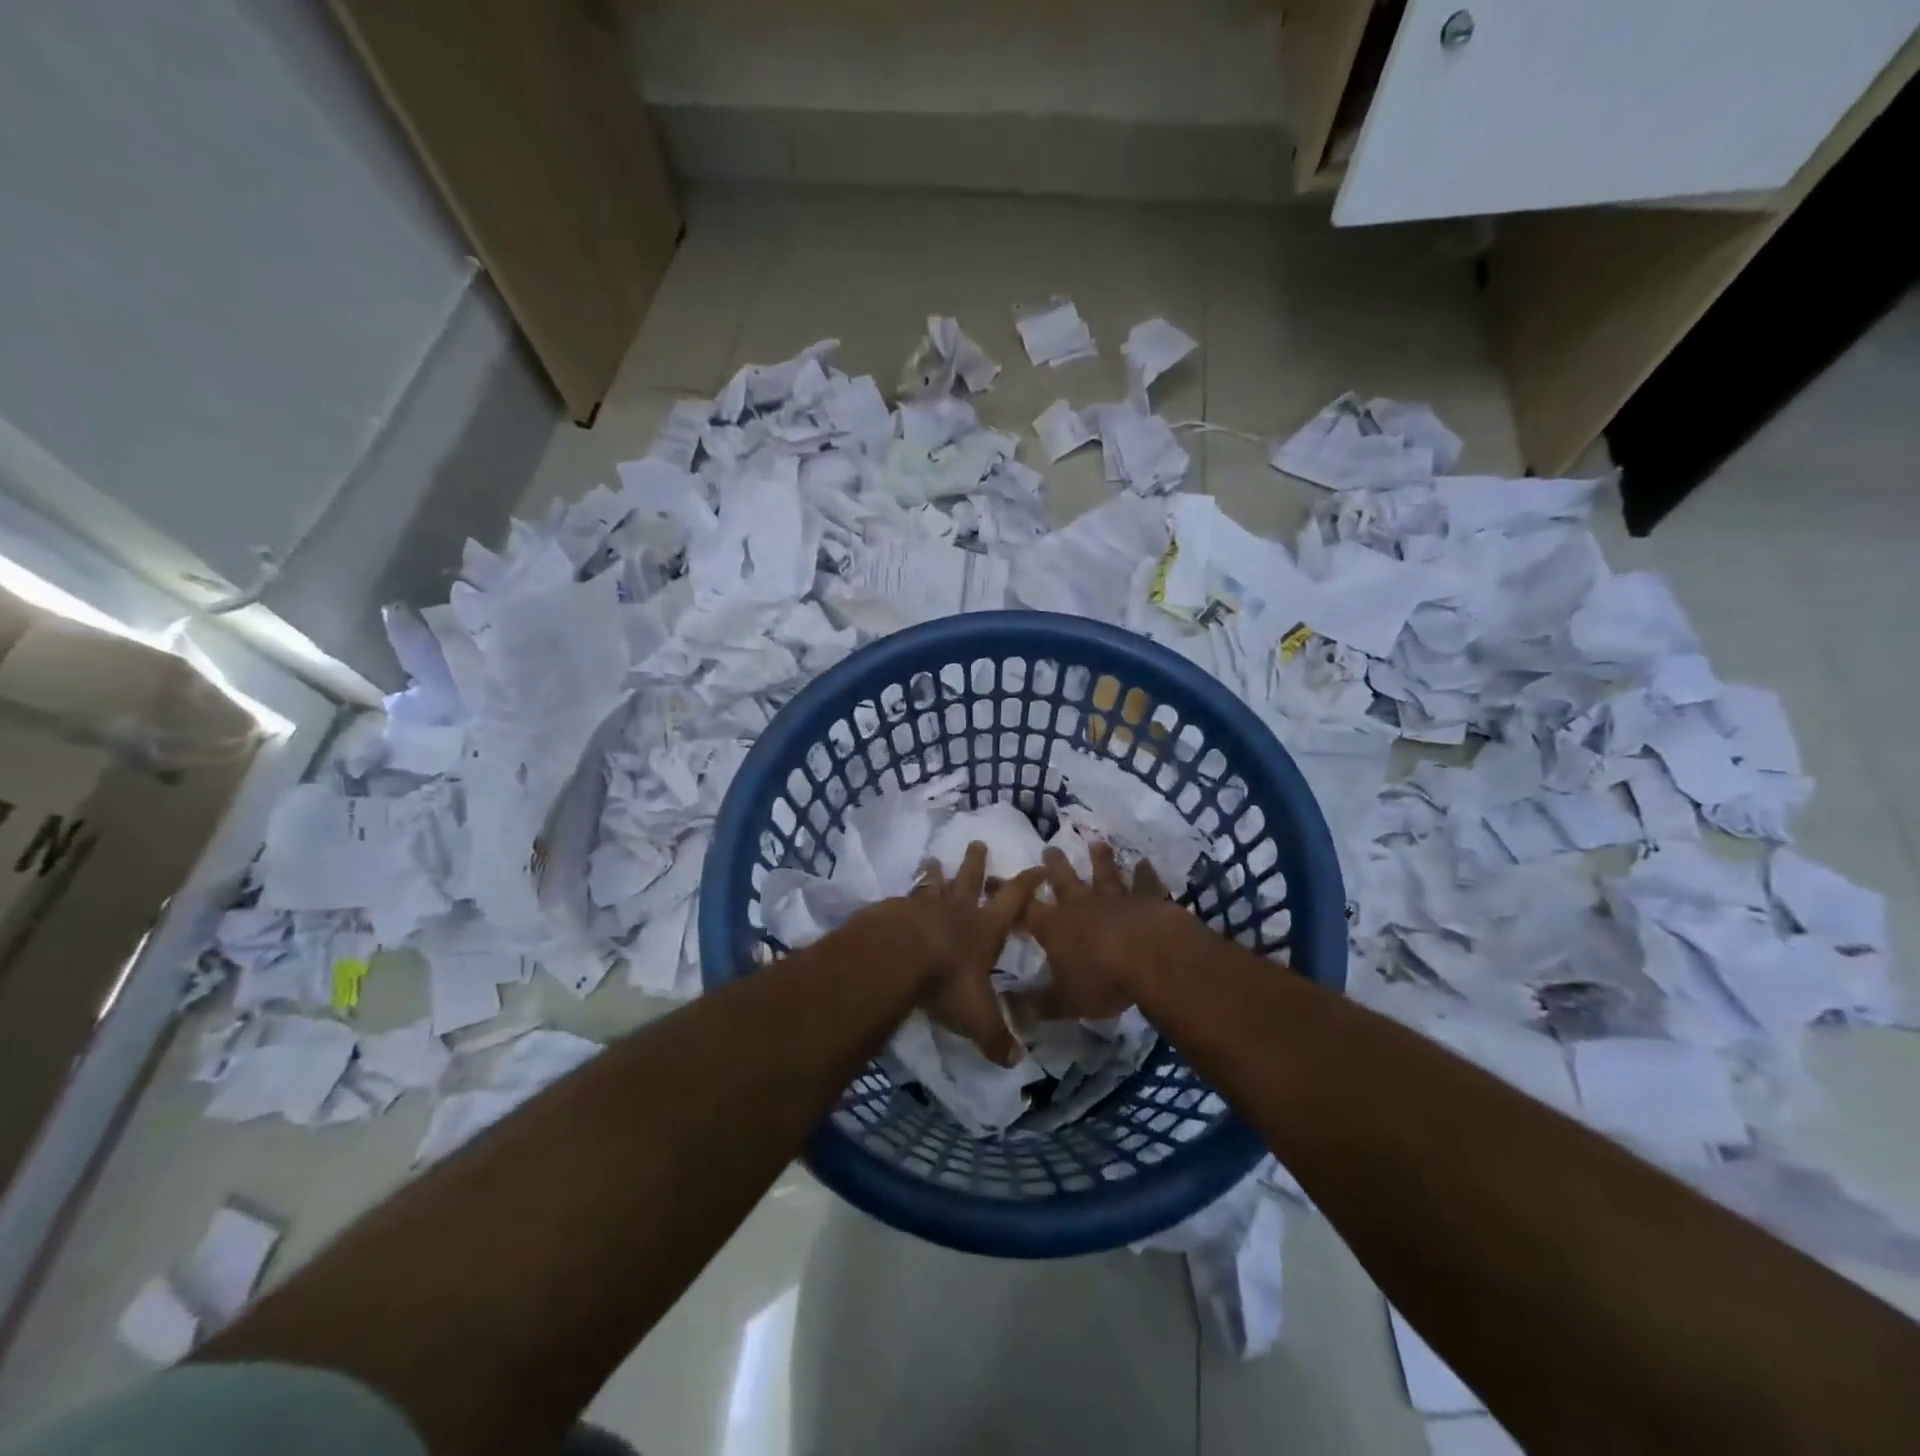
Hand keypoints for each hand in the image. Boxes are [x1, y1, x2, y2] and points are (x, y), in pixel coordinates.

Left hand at [845, 842, 1042, 1065]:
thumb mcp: (978, 1017)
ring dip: (935, 872)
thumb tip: (1017, 1061)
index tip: (1040, 866)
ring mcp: (923, 906)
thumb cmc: (946, 982)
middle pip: (969, 878)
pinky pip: (902, 899)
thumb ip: (997, 1037)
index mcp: (984, 928)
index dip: (1029, 882)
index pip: (1014, 899)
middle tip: (978, 842)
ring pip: (933, 883)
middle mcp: (957, 910)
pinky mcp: (893, 910)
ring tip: (933, 860)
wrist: (895, 958)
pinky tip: (897, 900)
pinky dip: (904, 897)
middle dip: (976, 862)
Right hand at [1013, 842, 1194, 1021]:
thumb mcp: (1065, 1001)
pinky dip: (1144, 872)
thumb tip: (1010, 1008)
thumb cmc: (1102, 980)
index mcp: (1054, 927)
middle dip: (1053, 864)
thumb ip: (1039, 1003)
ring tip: (1096, 842)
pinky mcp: (1146, 898)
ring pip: (1104, 872)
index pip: (1024, 909)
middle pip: (1063, 879)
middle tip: (1048, 848)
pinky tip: (1145, 862)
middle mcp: (1080, 905)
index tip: (995, 881)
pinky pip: (1144, 882)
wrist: (1151, 956)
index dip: (1008, 896)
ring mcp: (1115, 897)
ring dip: (1100, 858)